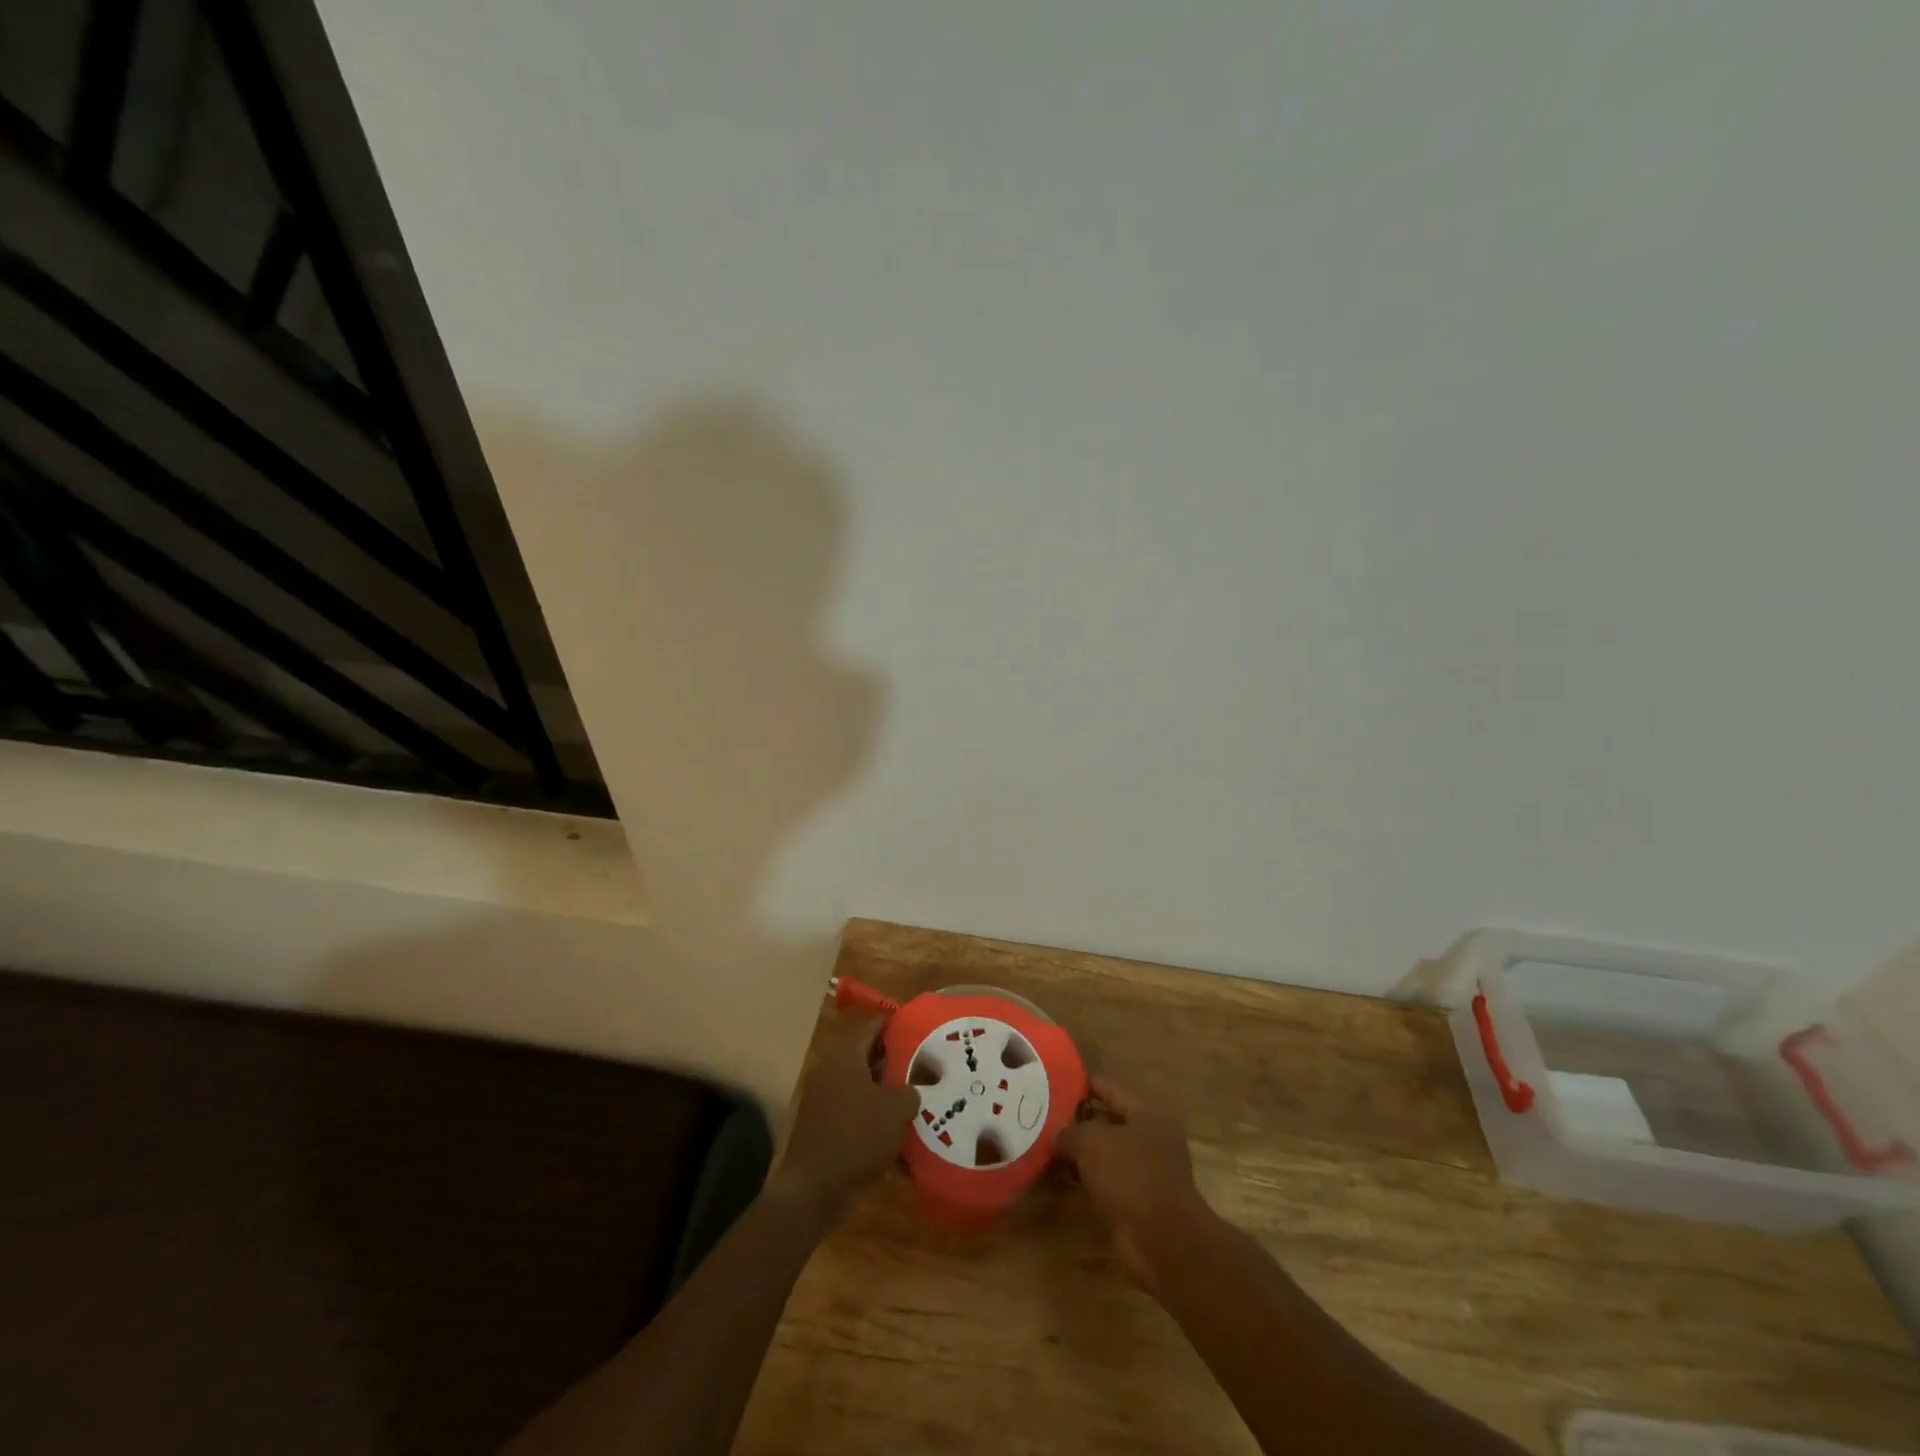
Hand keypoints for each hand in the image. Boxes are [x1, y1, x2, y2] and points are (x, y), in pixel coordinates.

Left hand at [770, 1009, 918, 1220]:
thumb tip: (914, 1088)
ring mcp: (824, 1095)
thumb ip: (910, 1091)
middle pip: (866, 1051)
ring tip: (914, 1093)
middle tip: (921, 1062)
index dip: (896, 1023)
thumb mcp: (896, 1110)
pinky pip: (853, 1105)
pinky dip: (872, 1110)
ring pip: (861, 1080)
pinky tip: (895, 1125)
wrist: (814, 1188)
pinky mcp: (823, 1122)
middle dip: (894, 1056)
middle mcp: (831, 1067)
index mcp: (846, 1054)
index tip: (919, 1028)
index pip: (872, 1023)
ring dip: (884, 1085)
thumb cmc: (857, 1136)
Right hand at [1055, 1076, 1207, 1285]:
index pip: (1108, 1088)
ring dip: (1073, 1157)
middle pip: (1103, 1123)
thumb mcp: (1092, 1142)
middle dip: (1073, 1124)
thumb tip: (1055, 1137)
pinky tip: (1051, 1184)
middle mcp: (1147, 1141)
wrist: (1162, 1244)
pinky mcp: (1132, 1205)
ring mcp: (1141, 1175)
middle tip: (1038, 1119)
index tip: (1052, 1082)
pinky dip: (1078, 1184)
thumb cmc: (1131, 1177)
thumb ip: (1069, 1132)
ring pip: (1099, 1157)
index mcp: (1146, 1115)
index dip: (1081, 1084)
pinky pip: (1099, 1185)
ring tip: (1039, 1150)